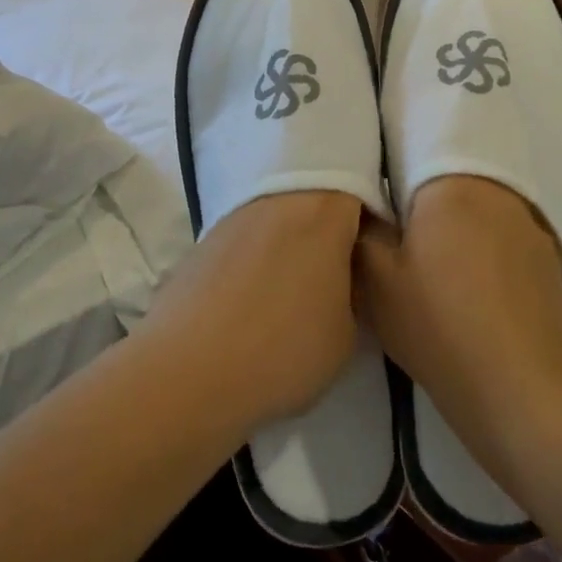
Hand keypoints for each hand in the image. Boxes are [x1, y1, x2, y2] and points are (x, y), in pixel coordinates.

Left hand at [142, 191, 363, 427]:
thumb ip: (353, 291)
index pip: (359, 189)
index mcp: (323, 208)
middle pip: (314, 199)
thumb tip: (341, 279)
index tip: (373, 253)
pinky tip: (253, 302)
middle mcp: (279, 196)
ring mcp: (236, 214)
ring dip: (290, 244)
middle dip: (328, 230)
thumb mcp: (347, 333)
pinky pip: (246, 239)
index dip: (371, 218)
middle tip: (336, 274)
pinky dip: (256, 261)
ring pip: (277, 217)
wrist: (188, 371)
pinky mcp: (204, 239)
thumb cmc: (284, 348)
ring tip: (292, 294)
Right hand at [353, 175, 561, 442]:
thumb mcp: (377, 282)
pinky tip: (475, 282)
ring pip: (481, 206)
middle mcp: (498, 188)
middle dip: (425, 198)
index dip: (391, 169)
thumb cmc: (439, 325)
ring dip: (459, 221)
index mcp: (452, 182)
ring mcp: (530, 222)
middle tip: (402, 228)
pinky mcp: (549, 257)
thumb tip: (362, 204)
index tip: (378, 194)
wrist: (520, 391)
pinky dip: (487, 246)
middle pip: (450, 178)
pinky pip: (506, 234)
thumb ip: (363, 230)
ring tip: (439, 257)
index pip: (415, 149)